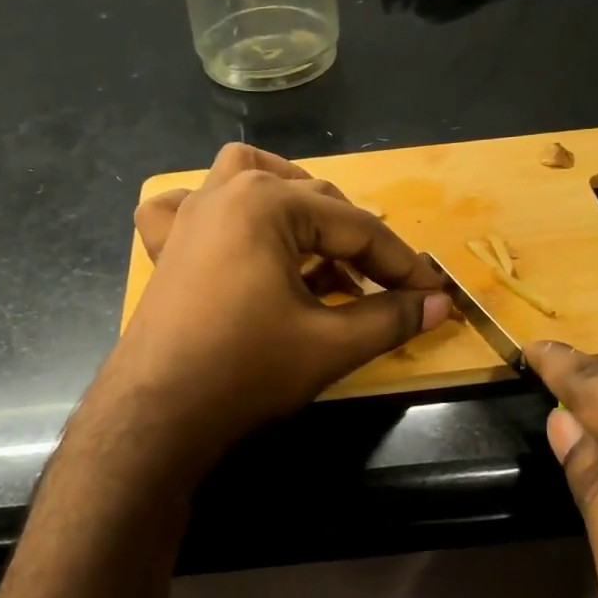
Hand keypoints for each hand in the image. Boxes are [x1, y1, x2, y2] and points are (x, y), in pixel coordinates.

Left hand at [104, 144, 451, 460]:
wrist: (157, 416)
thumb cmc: (246, 372)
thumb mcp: (330, 345)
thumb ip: (391, 318)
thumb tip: (440, 304)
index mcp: (268, 203)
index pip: (356, 227)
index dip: (401, 263)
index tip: (433, 292)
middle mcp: (226, 192)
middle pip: (312, 200)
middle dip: (355, 243)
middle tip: (385, 288)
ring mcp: (189, 215)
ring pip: (253, 181)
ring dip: (294, 204)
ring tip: (320, 246)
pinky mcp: (167, 245)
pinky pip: (191, 205)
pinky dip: (219, 211)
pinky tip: (234, 236)